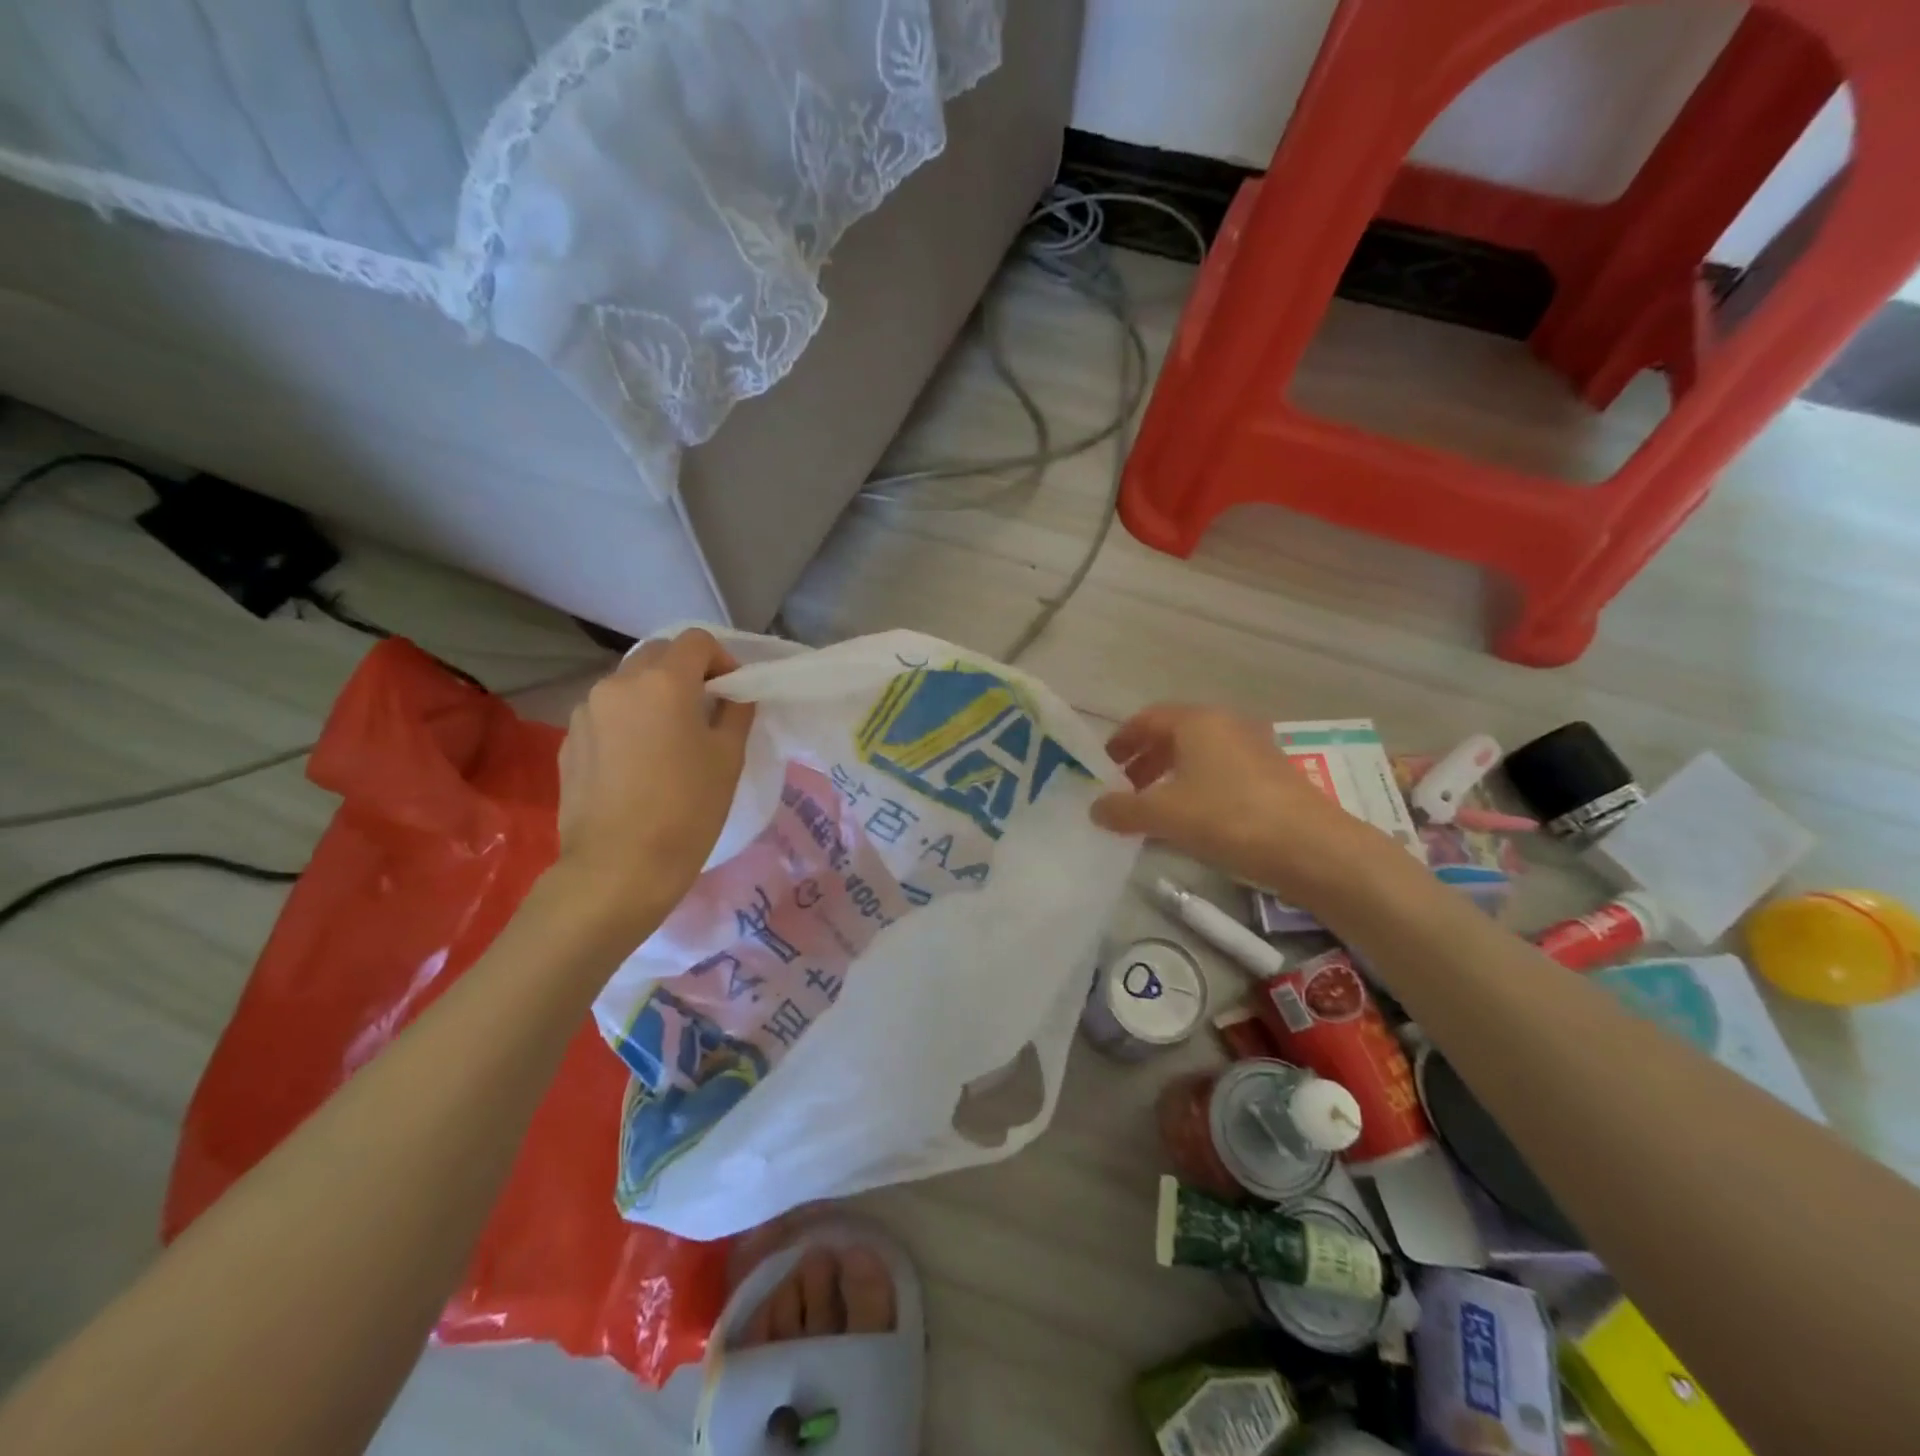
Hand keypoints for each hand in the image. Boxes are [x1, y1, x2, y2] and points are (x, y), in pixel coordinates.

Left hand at [552, 629, 754, 939]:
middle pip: (658, 655)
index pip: (696, 641)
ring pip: (628, 684)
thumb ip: (735, 712)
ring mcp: (586, 711)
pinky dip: (628, 721)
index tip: (732, 691)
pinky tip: (639, 762)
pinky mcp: (568, 741)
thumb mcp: (728, 758)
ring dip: (654, 695)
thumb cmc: (687, 810)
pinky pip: (606, 714)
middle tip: (705, 709)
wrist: (619, 868)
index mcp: (663, 682)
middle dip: (686, 671)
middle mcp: (618, 684)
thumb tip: (732, 695)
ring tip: (669, 738)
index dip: (722, 658)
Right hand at [1090, 704, 1400, 907]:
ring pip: (1199, 756)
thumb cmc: (1228, 818)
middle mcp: (1227, 725)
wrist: (1313, 848)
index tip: (1103, 766)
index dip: (1121, 740)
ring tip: (1154, 809)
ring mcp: (1254, 749)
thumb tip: (1095, 808)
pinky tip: (1192, 821)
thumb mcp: (1164, 815)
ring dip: (1170, 777)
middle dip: (1144, 761)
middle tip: (1124, 790)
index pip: (1147, 719)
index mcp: (1197, 721)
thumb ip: (1123, 809)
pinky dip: (1197, 788)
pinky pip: (1221, 773)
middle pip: (1173, 735)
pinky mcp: (1272, 776)